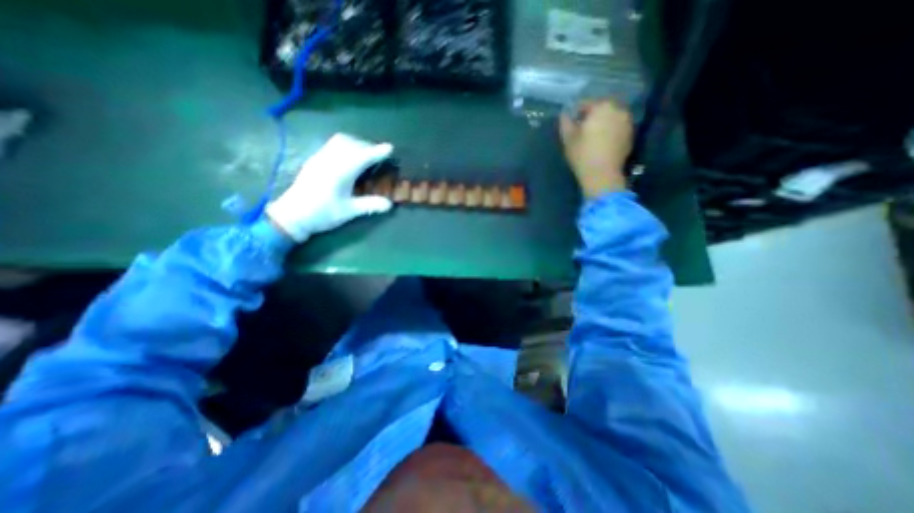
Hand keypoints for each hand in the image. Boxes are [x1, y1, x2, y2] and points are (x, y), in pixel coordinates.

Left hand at [264, 134, 393, 242]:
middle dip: (366, 146)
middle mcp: (329, 161)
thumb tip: (390, 205)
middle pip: (350, 143)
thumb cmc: (322, 214)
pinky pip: (332, 145)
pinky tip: (349, 159)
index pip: (362, 157)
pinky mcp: (314, 161)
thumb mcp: (349, 212)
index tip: (389, 148)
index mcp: (340, 173)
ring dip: (355, 144)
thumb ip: (370, 205)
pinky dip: (345, 146)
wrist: (292, 215)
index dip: (376, 152)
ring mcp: (320, 158)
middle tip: (378, 156)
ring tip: (364, 155)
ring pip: (339, 141)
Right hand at [562, 98, 633, 197]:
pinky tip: (601, 143)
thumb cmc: (582, 155)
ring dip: (602, 123)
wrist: (602, 175)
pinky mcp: (630, 135)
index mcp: (602, 107)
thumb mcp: (568, 139)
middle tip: (581, 129)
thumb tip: (564, 114)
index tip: (570, 122)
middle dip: (591, 117)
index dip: (576, 112)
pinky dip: (610, 131)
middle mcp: (618, 110)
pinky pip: (617, 128)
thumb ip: (565, 123)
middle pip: (601, 109)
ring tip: (592, 136)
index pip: (586, 104)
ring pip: (610, 118)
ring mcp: (627, 122)